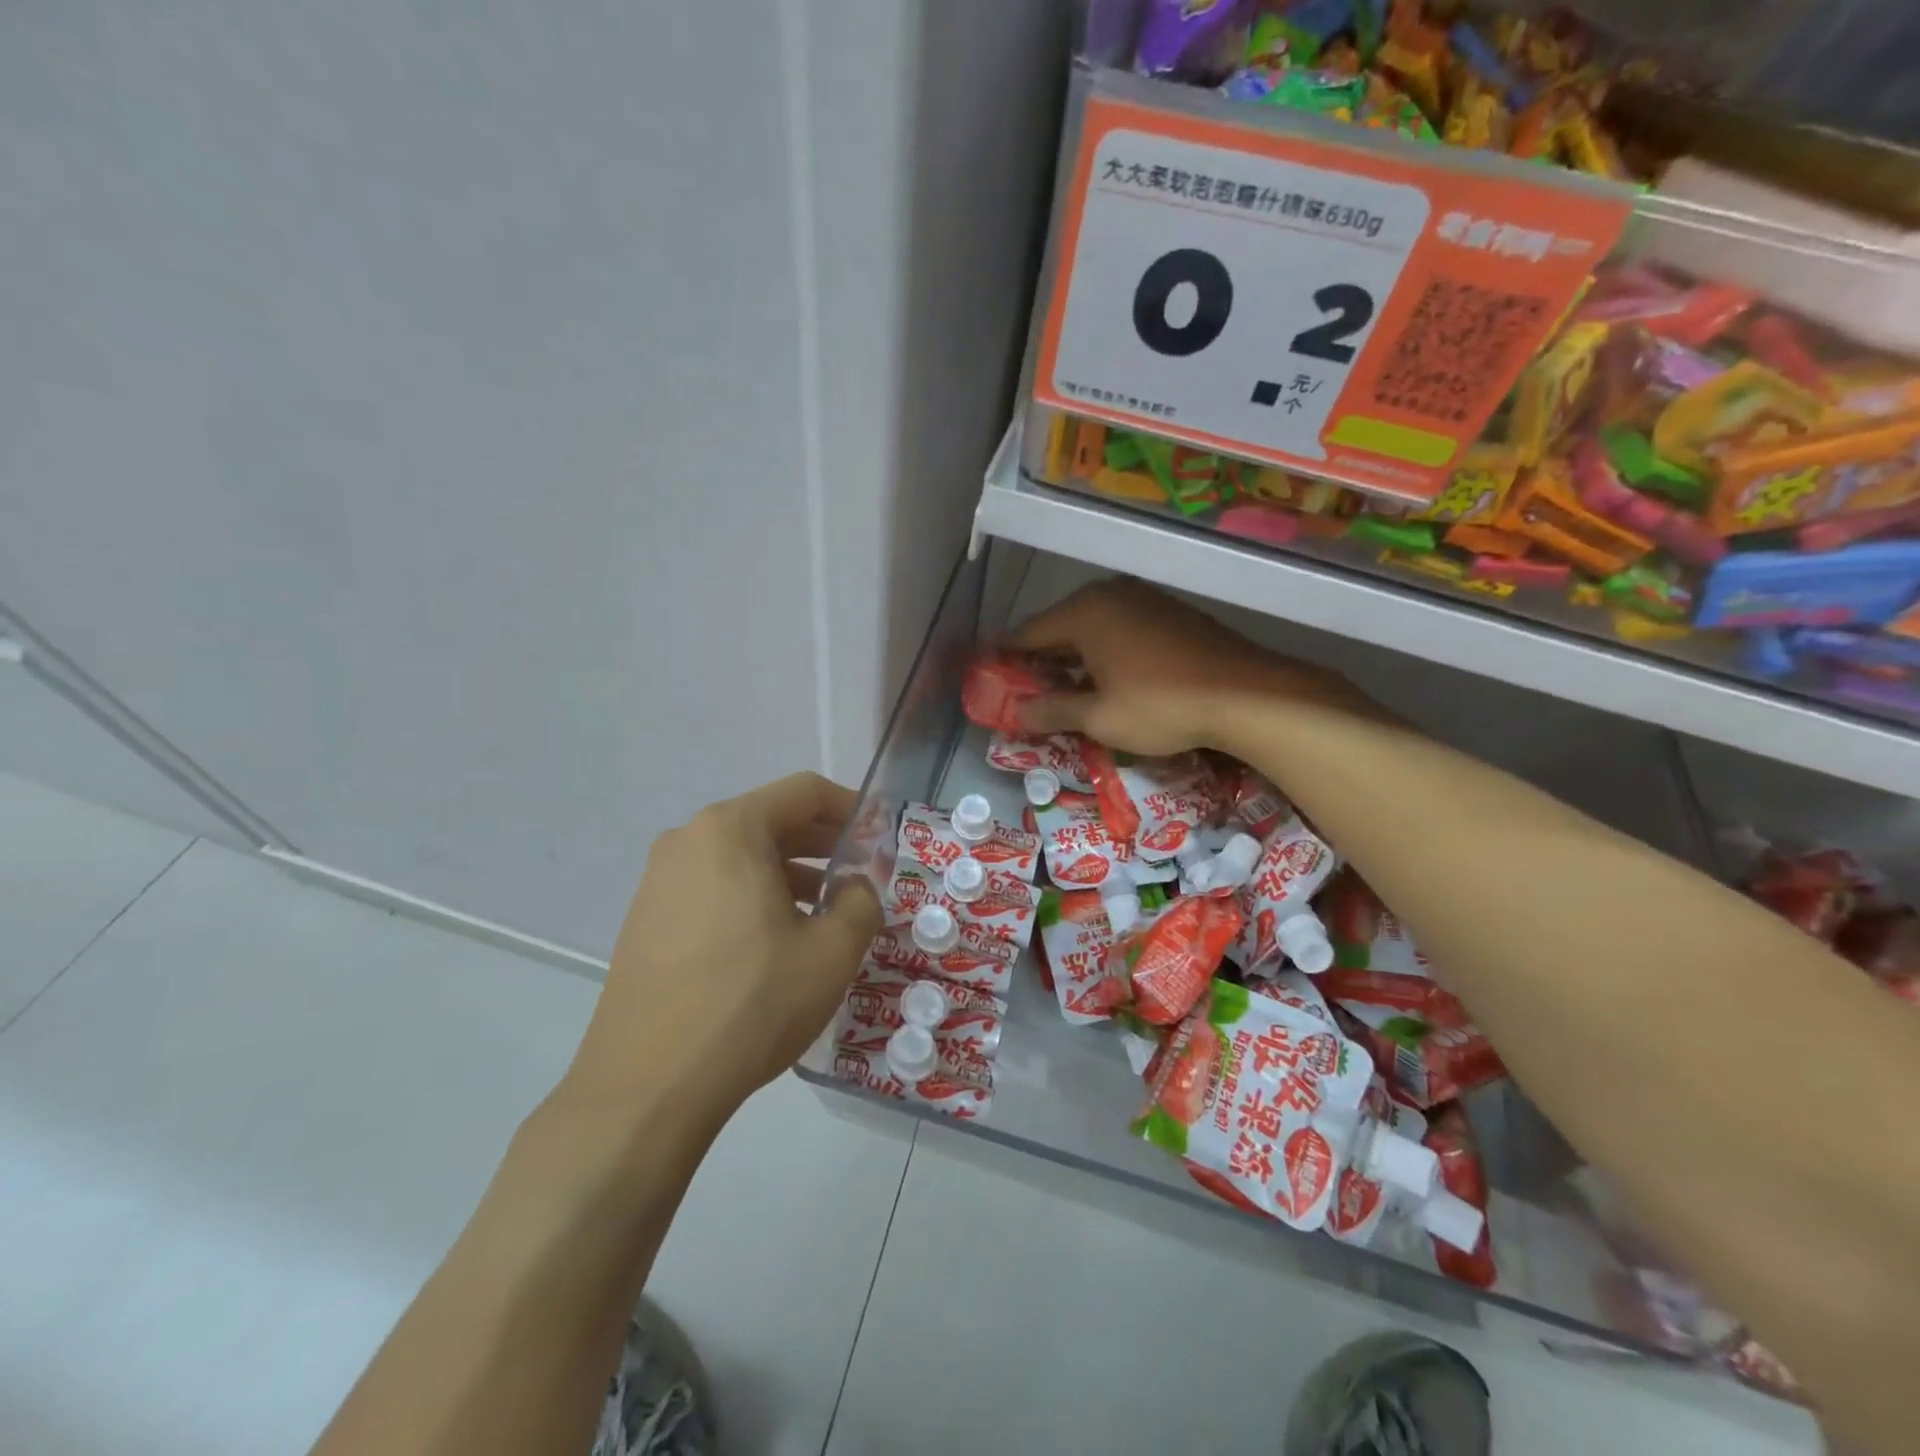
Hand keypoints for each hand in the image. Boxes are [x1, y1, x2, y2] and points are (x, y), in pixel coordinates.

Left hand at [563, 772, 881, 1126]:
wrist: (647, 1087)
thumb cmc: (750, 1004)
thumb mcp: (831, 951)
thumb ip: (862, 901)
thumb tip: (856, 886)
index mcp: (730, 830)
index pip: (804, 792)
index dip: (852, 809)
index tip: (881, 839)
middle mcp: (687, 841)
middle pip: (771, 821)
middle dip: (823, 844)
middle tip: (861, 876)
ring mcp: (660, 881)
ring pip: (742, 857)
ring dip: (790, 874)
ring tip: (826, 914)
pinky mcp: (647, 919)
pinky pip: (714, 887)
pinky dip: (754, 897)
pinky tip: (777, 942)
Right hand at [1009, 578, 1370, 755]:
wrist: (1246, 695)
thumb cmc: (1160, 705)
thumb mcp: (1098, 717)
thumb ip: (1052, 711)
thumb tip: (1018, 714)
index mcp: (1084, 612)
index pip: (1028, 633)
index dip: (1007, 658)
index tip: (992, 677)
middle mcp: (1110, 595)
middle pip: (1060, 626)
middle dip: (1041, 658)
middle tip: (1026, 689)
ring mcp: (1145, 600)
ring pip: (1093, 627)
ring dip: (1075, 655)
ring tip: (1065, 688)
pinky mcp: (1172, 613)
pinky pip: (1122, 628)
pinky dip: (1105, 650)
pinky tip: (1110, 677)